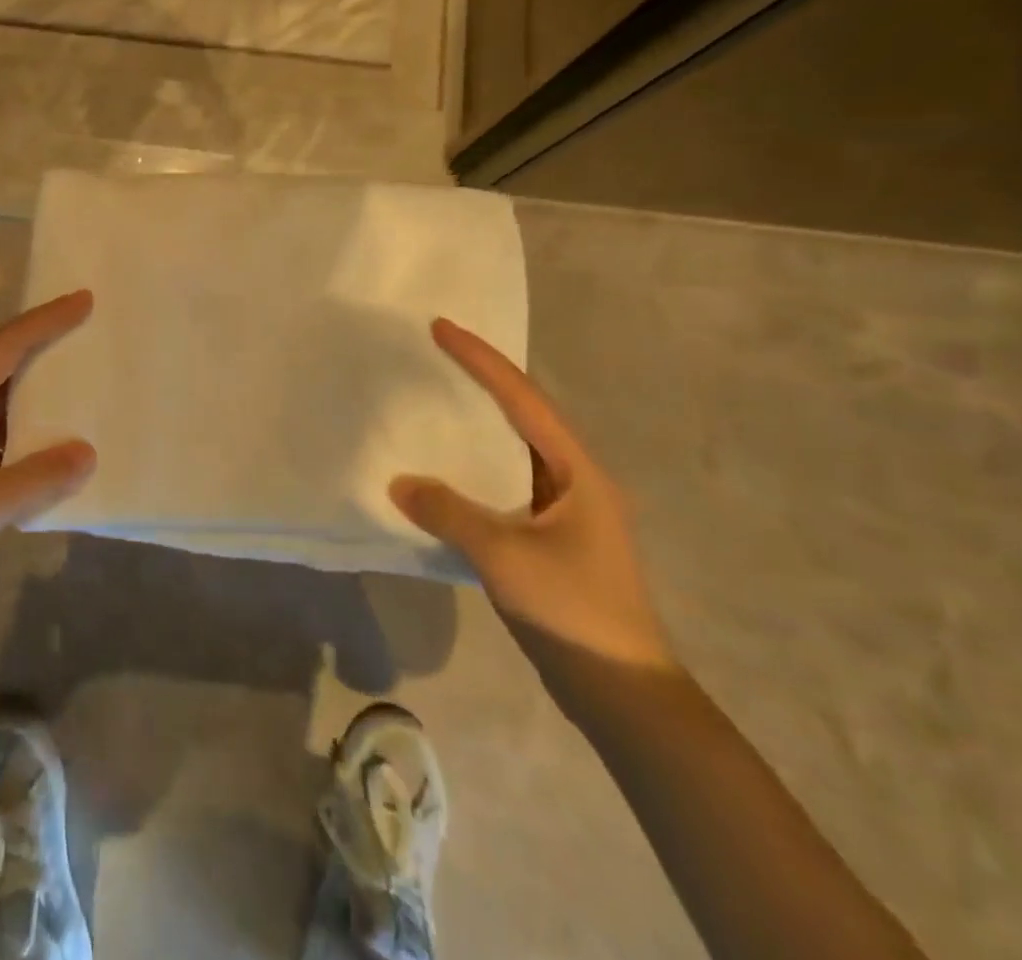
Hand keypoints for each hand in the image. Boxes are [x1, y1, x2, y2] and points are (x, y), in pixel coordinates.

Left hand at [0, 291, 97, 598]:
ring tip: (72, 401)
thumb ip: (40, 476)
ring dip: (30, 400)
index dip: (45, 321)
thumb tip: (87, 452)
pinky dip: (17, 440)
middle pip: (0, 370)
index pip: (5, 348)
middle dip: (40, 353)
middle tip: (83, 344)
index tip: (82, 301)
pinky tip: (40, 460)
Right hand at [390, 318, 675, 676]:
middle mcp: (579, 480)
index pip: (523, 399)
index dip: (481, 360)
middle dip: (484, 379)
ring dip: (483, 421)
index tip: (441, 328)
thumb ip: (449, 513)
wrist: (623, 694)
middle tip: (439, 351)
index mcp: (579, 471)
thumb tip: (398, 483)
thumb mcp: (503, 556)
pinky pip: (510, 482)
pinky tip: (453, 469)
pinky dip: (480, 465)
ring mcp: (570, 510)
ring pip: (519, 448)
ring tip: (442, 398)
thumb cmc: (572, 611)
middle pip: (526, 413)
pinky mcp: (556, 537)